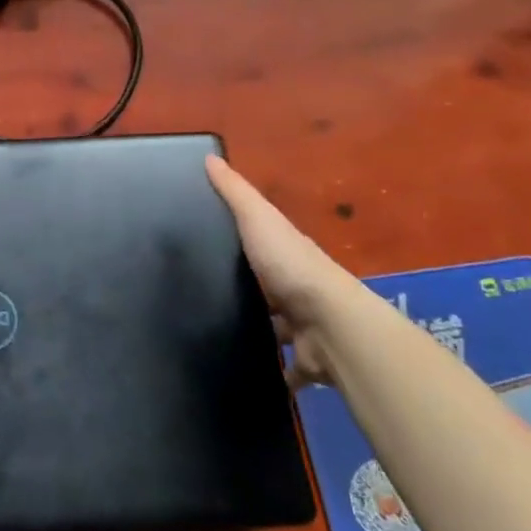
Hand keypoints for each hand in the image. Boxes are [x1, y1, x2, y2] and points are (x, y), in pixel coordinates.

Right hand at [206, 156, 358, 390]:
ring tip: (212, 335)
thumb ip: (234, 192)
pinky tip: (242, 374)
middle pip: (267, 288)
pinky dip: (273, 374)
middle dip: (244, 292)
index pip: (260, 242)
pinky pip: (285, 370)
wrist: (331, 325)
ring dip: (256, 333)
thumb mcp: (257, 218)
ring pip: (275, 330)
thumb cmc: (291, 266)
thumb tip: (208, 156)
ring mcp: (303, 327)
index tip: (202, 241)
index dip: (236, 239)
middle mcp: (297, 288)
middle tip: (199, 294)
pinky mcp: (305, 361)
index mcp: (286, 252)